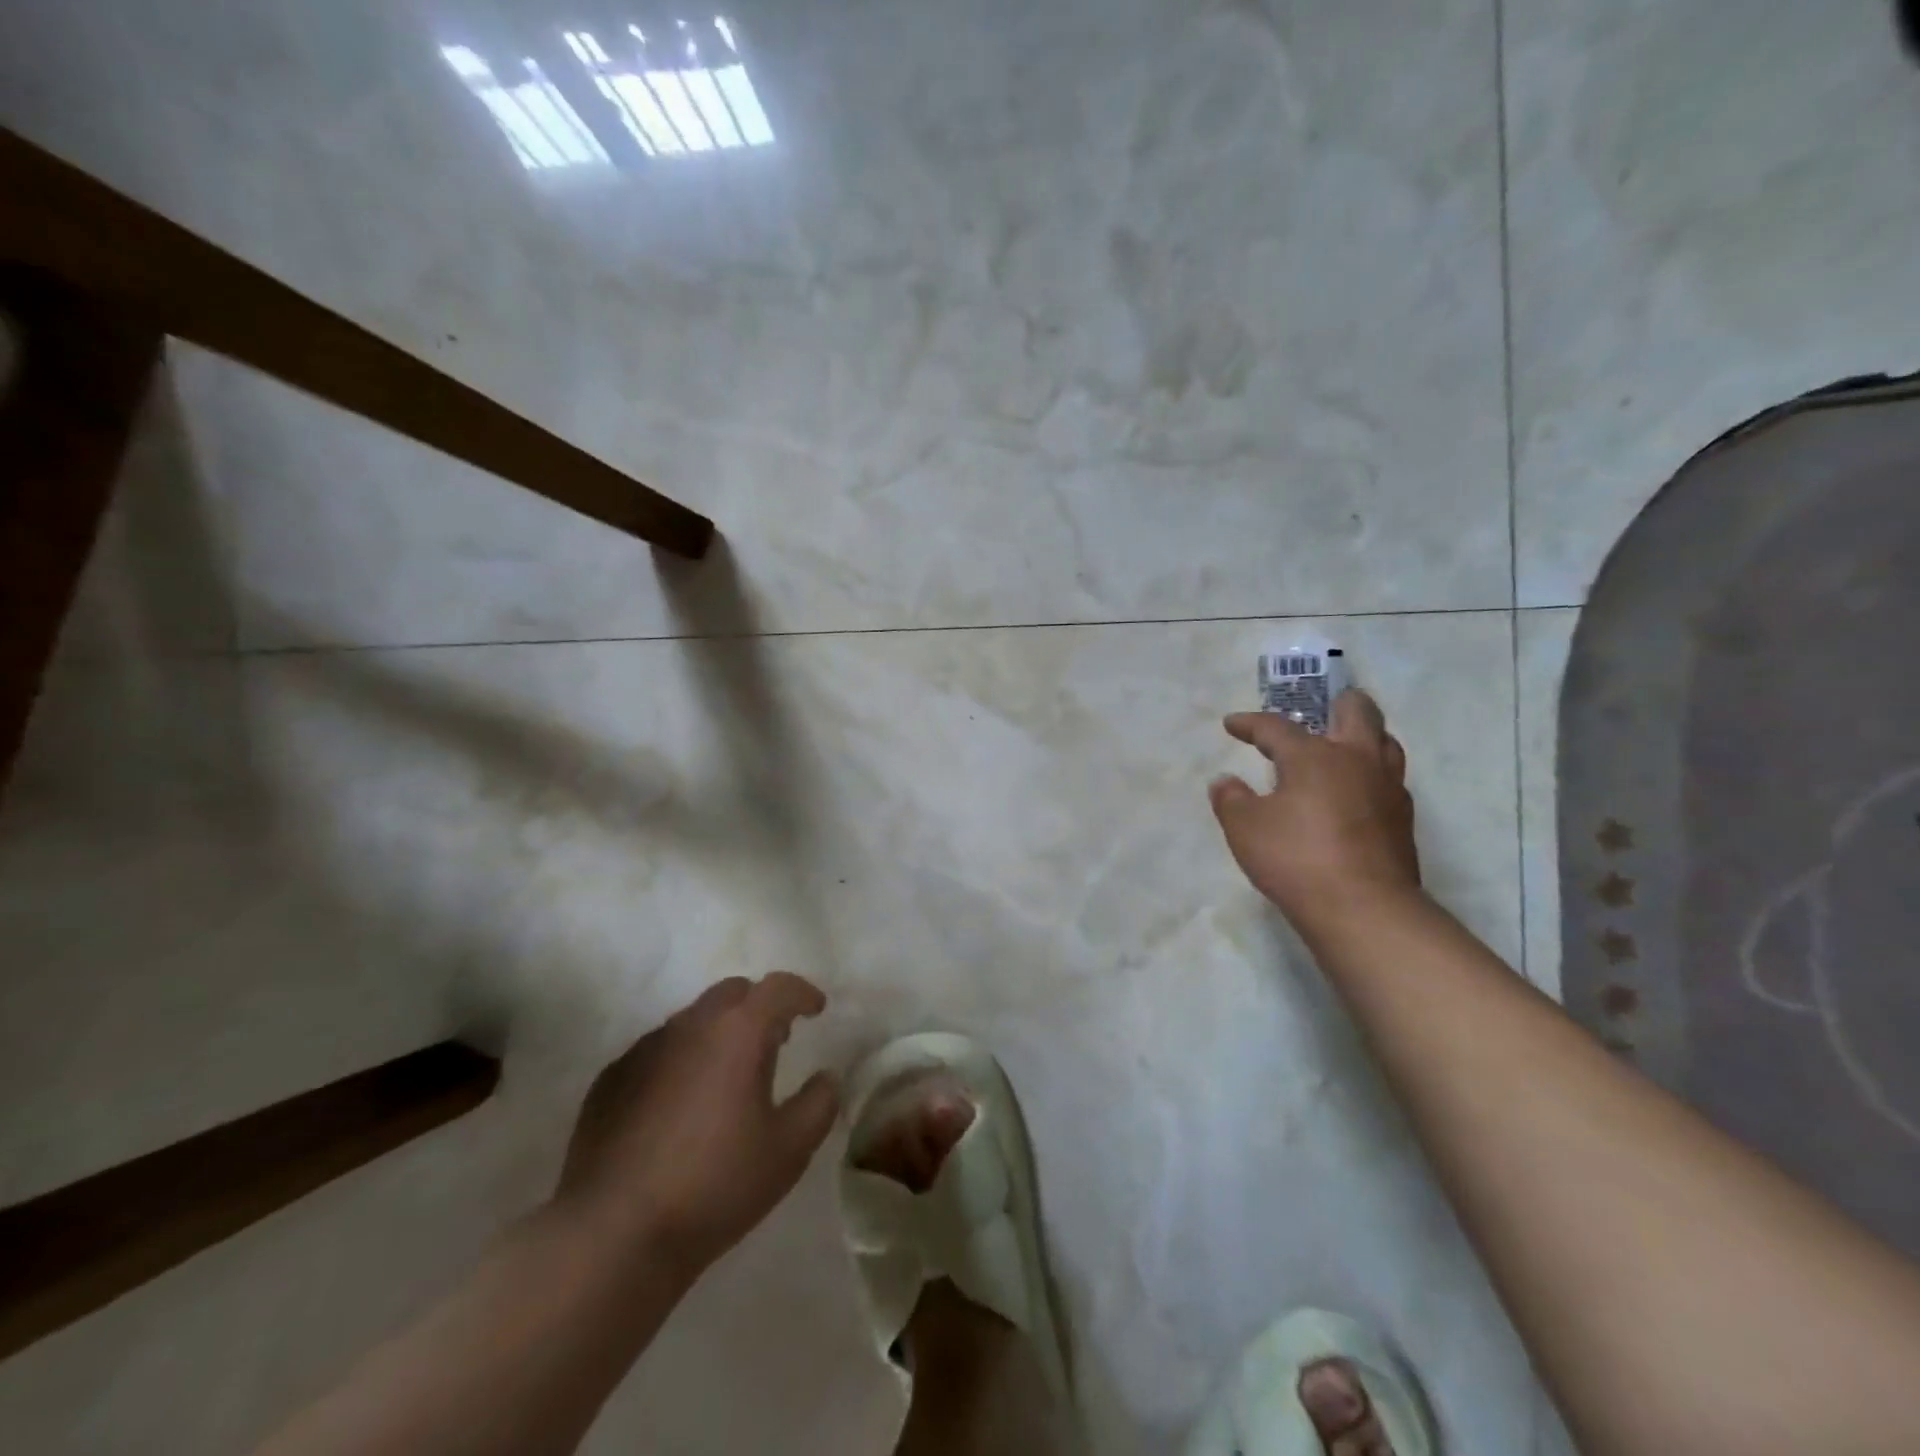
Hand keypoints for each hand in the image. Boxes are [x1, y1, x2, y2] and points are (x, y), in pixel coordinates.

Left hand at [554, 973, 839, 1279]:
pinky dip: (680, 1060)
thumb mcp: (788, 1150)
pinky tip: (680, 1105)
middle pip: (732, 993)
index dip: (802, 992)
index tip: (816, 1009)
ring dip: (718, 1034)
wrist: (613, 1234)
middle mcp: (689, 1025)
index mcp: (738, 1031)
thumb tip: (827, 1078)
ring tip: (729, 1076)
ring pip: (692, 1020)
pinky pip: (657, 1051)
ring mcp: (644, 1049)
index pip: (778, 988)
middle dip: (759, 1007)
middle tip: (776, 1040)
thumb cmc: (714, 1184)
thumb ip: (819, 1104)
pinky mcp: (610, 1079)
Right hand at [1208, 689, 1421, 928]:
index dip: (1250, 724)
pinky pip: (1389, 780)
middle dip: (1337, 703)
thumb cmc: (1296, 859)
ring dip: (1363, 736)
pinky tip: (1354, 794)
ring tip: (1342, 747)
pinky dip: (1370, 775)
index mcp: (1315, 756)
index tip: (1232, 724)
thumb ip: (1231, 800)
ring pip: (1385, 743)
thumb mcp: (1245, 828)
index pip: (1278, 728)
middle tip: (1320, 709)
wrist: (1363, 909)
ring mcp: (1387, 789)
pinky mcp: (1402, 820)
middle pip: (1358, 712)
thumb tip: (1225, 782)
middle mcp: (1357, 761)